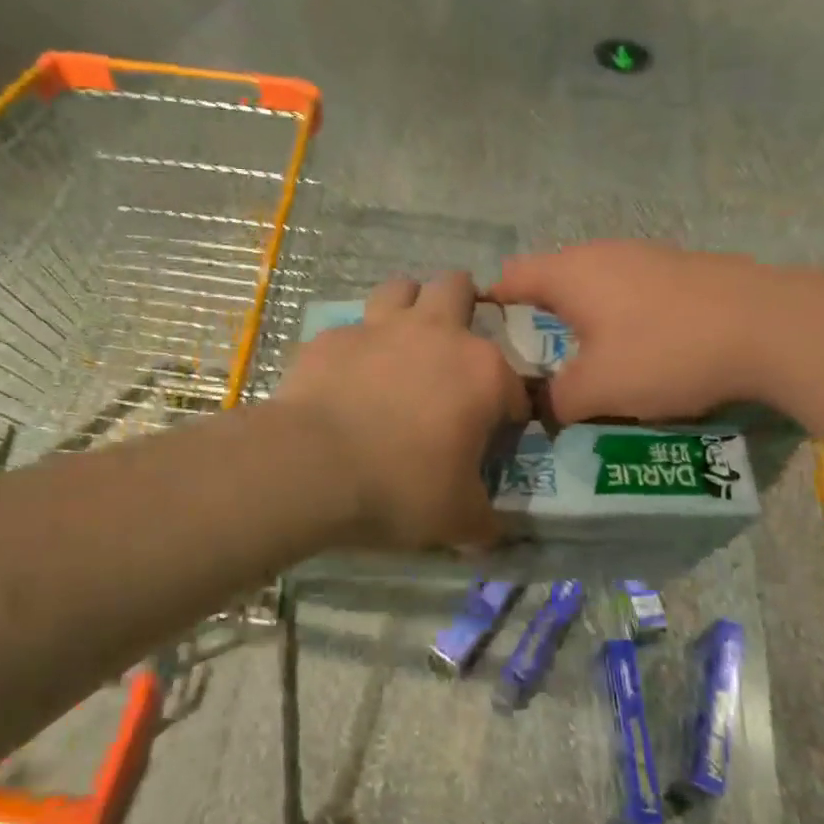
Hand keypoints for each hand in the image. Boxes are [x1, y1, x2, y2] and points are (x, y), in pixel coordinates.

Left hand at [275, 272, 527, 548]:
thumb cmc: (401, 487)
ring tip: (400, 342)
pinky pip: (351, 330)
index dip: (508, 411)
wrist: (311, 466)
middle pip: (457, 288)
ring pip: (401, 288)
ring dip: (407, 306)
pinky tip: (346, 377)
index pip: (512, 383)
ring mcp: (378, 328)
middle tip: (451, 348)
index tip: (493, 436)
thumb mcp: (455, 519)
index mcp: (481, 371)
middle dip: (461, 306)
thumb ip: (482, 522)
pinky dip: (356, 348)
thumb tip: (492, 536)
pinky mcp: (331, 338)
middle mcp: (435, 333)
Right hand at [488, 241, 766, 422]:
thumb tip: (540, 407)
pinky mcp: (684, 267)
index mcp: (570, 274)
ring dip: (586, 318)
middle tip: (540, 362)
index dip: (491, 306)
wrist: (772, 327)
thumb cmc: (666, 353)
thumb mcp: (598, 391)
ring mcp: (647, 255)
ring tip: (592, 359)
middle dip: (540, 318)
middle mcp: (603, 253)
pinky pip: (634, 289)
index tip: (488, 340)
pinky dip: (625, 315)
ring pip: (597, 285)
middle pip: (553, 279)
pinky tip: (646, 347)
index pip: (510, 276)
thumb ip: (555, 401)